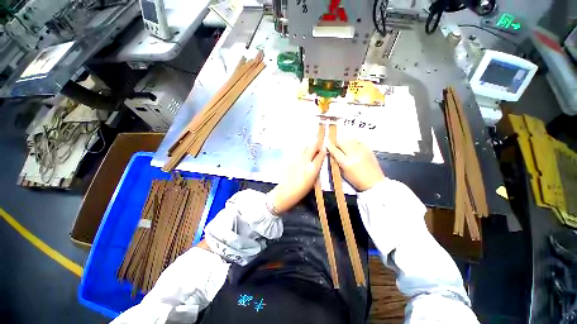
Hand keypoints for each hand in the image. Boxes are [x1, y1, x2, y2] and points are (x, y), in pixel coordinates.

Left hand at [269, 142, 326, 213]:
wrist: (286, 191)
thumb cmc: (302, 189)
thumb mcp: (313, 180)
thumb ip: (316, 169)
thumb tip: (318, 161)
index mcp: (313, 168)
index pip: (321, 155)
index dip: (323, 151)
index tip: (324, 149)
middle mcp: (305, 160)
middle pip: (313, 146)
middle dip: (317, 144)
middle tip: (318, 146)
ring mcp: (296, 158)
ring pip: (304, 146)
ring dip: (308, 146)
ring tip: (309, 149)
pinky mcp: (289, 158)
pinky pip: (297, 150)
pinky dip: (300, 150)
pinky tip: (300, 154)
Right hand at [326, 139, 384, 190]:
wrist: (373, 182)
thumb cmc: (356, 180)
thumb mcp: (343, 172)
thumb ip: (337, 162)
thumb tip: (332, 153)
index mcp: (346, 162)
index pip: (335, 150)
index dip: (329, 146)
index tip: (326, 143)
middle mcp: (353, 154)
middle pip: (342, 142)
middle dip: (336, 142)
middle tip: (334, 143)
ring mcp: (362, 150)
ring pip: (349, 139)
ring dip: (344, 140)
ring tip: (342, 143)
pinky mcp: (368, 149)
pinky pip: (358, 141)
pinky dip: (353, 141)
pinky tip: (351, 144)